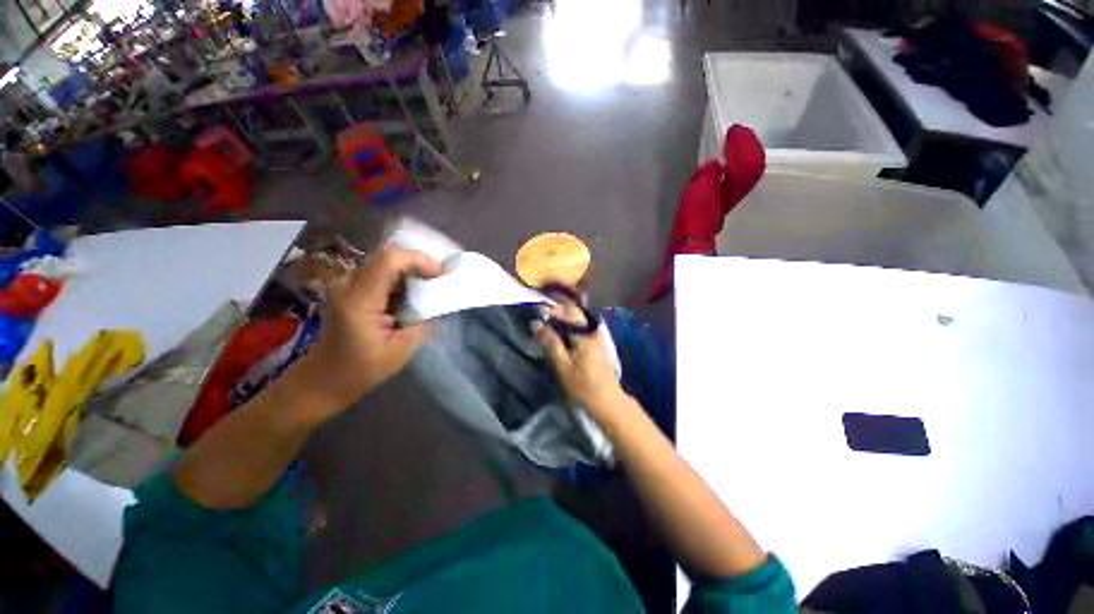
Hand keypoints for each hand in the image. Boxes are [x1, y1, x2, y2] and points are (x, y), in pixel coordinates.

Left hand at [298, 246, 443, 409]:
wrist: (323, 378)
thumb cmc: (360, 370)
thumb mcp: (400, 351)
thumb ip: (423, 324)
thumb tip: (439, 304)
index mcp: (359, 300)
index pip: (389, 260)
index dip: (419, 260)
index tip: (440, 275)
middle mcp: (348, 284)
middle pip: (388, 256)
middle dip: (419, 264)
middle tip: (438, 282)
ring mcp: (346, 284)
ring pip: (386, 262)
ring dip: (411, 272)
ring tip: (427, 290)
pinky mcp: (350, 288)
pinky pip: (380, 272)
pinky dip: (401, 279)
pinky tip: (409, 297)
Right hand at [534, 302, 625, 414]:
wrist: (607, 400)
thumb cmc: (583, 386)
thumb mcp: (563, 366)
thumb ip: (551, 343)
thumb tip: (536, 324)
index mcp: (585, 334)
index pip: (567, 311)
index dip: (551, 311)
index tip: (538, 317)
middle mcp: (593, 329)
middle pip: (574, 311)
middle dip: (557, 314)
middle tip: (543, 323)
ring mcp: (597, 334)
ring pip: (578, 318)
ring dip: (563, 320)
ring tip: (550, 329)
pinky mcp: (598, 341)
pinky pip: (582, 326)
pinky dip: (571, 327)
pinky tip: (562, 336)